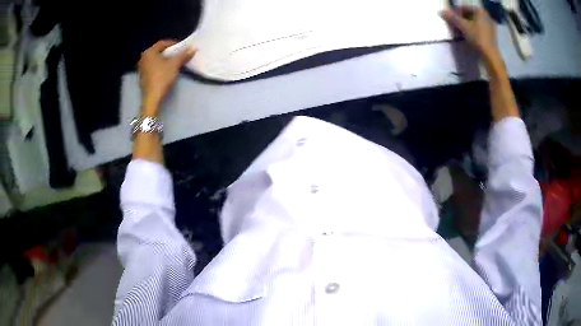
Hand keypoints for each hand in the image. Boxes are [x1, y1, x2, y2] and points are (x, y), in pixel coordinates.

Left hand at [138, 40, 195, 115]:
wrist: (152, 98)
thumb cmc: (162, 78)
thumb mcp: (175, 65)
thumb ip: (183, 55)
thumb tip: (193, 48)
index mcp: (149, 52)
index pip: (163, 43)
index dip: (174, 43)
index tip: (183, 47)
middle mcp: (143, 58)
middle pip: (159, 51)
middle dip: (170, 52)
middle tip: (179, 54)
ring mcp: (142, 69)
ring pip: (156, 60)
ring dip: (165, 60)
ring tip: (175, 63)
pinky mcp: (143, 78)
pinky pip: (153, 67)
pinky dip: (161, 67)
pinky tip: (167, 71)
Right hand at [440, 6, 500, 64]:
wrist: (490, 56)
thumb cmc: (478, 38)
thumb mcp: (462, 26)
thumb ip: (452, 18)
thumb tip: (441, 12)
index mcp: (480, 11)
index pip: (464, 8)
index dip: (456, 12)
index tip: (450, 18)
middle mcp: (486, 16)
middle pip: (470, 15)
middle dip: (461, 19)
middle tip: (454, 24)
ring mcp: (490, 26)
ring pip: (474, 22)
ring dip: (467, 25)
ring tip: (460, 30)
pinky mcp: (491, 35)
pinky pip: (479, 29)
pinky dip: (473, 30)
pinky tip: (469, 35)